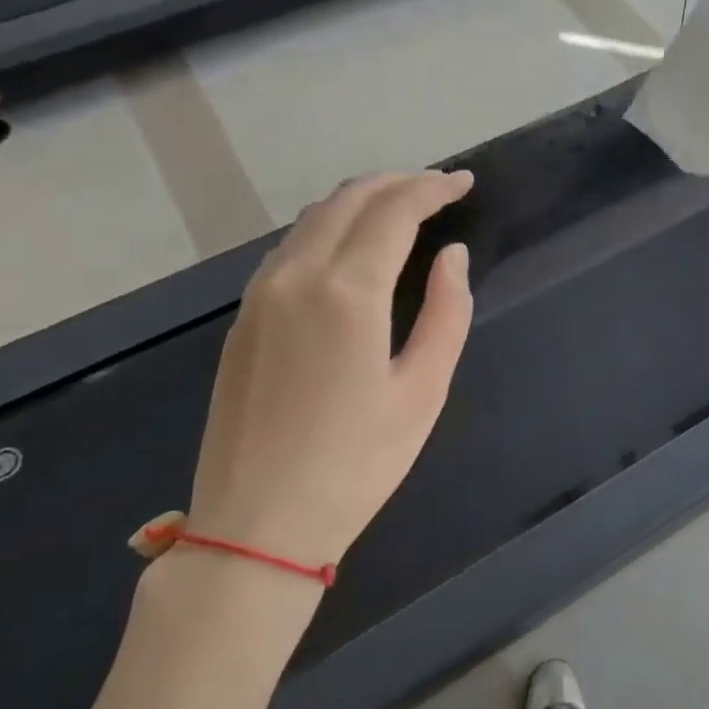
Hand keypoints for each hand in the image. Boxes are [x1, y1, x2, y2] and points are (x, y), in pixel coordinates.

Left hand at [185, 170, 474, 575]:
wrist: (257, 526)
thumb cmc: (356, 464)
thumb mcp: (423, 391)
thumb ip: (447, 313)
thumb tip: (452, 256)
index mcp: (347, 291)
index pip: (394, 211)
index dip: (433, 188)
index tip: (464, 183)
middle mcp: (297, 276)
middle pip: (349, 200)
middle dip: (398, 183)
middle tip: (438, 189)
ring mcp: (261, 295)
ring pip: (314, 219)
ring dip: (361, 201)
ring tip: (401, 209)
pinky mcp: (244, 318)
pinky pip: (291, 248)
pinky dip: (329, 228)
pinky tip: (351, 248)